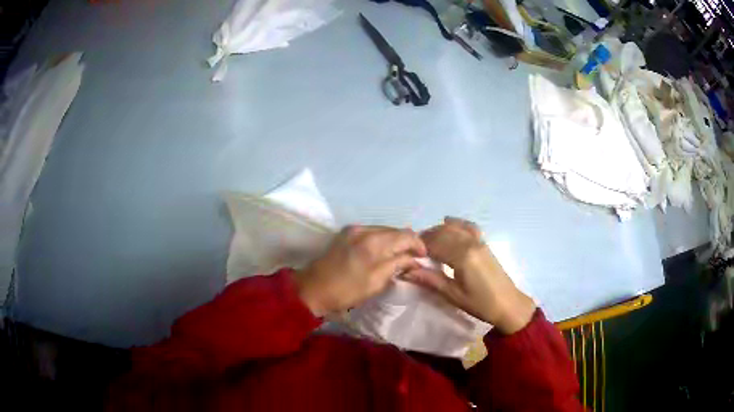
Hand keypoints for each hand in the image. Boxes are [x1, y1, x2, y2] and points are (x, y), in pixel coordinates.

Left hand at [293, 226, 425, 316]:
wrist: (313, 289)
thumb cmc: (347, 290)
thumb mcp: (377, 281)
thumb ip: (398, 264)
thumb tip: (413, 258)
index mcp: (374, 241)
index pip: (405, 235)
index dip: (418, 245)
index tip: (423, 257)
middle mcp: (364, 229)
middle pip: (395, 230)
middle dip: (407, 242)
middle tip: (414, 258)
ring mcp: (353, 229)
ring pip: (383, 230)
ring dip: (394, 241)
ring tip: (400, 256)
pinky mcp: (346, 234)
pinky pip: (371, 233)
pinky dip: (381, 241)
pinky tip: (383, 252)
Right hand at [403, 217, 535, 333]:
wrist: (508, 304)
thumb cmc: (480, 304)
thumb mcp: (453, 295)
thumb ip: (431, 280)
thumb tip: (407, 271)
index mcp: (462, 257)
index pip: (435, 244)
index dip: (419, 247)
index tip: (408, 253)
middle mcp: (470, 243)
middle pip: (443, 233)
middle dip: (426, 238)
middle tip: (414, 249)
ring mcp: (479, 241)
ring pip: (454, 228)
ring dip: (438, 231)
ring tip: (427, 241)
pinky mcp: (484, 243)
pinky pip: (468, 227)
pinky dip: (457, 223)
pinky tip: (448, 221)